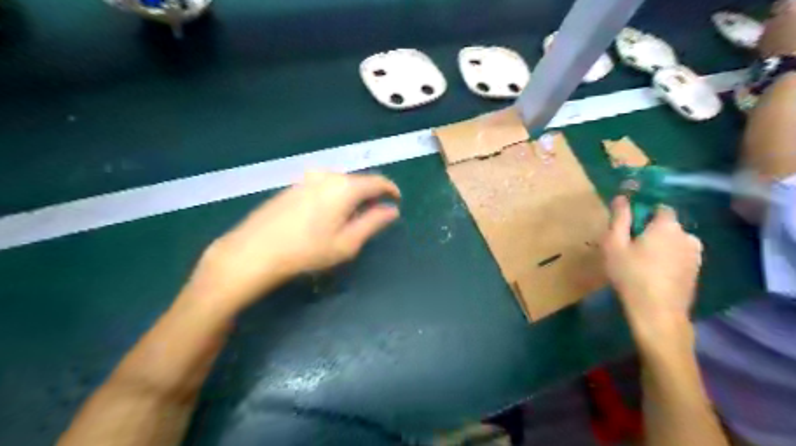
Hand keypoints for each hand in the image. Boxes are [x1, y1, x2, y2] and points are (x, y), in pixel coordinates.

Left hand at [182, 171, 400, 312]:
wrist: (254, 251)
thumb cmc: (307, 251)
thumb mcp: (347, 243)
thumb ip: (373, 223)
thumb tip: (392, 210)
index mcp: (344, 187)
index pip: (377, 182)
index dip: (391, 190)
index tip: (397, 201)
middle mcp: (327, 176)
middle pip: (358, 181)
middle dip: (370, 196)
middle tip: (374, 215)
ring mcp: (307, 178)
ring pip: (340, 183)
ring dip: (351, 197)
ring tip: (351, 218)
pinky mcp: (292, 186)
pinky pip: (323, 186)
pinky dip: (334, 197)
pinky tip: (326, 216)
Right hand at [604, 196, 701, 339]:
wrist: (657, 312)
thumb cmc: (631, 275)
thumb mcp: (614, 244)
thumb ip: (619, 218)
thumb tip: (622, 197)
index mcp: (667, 226)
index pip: (659, 207)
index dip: (642, 214)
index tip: (627, 227)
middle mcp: (687, 235)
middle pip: (666, 225)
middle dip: (649, 231)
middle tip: (629, 247)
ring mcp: (695, 254)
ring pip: (673, 241)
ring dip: (659, 245)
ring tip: (641, 262)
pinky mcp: (696, 271)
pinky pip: (679, 256)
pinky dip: (668, 259)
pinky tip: (654, 273)